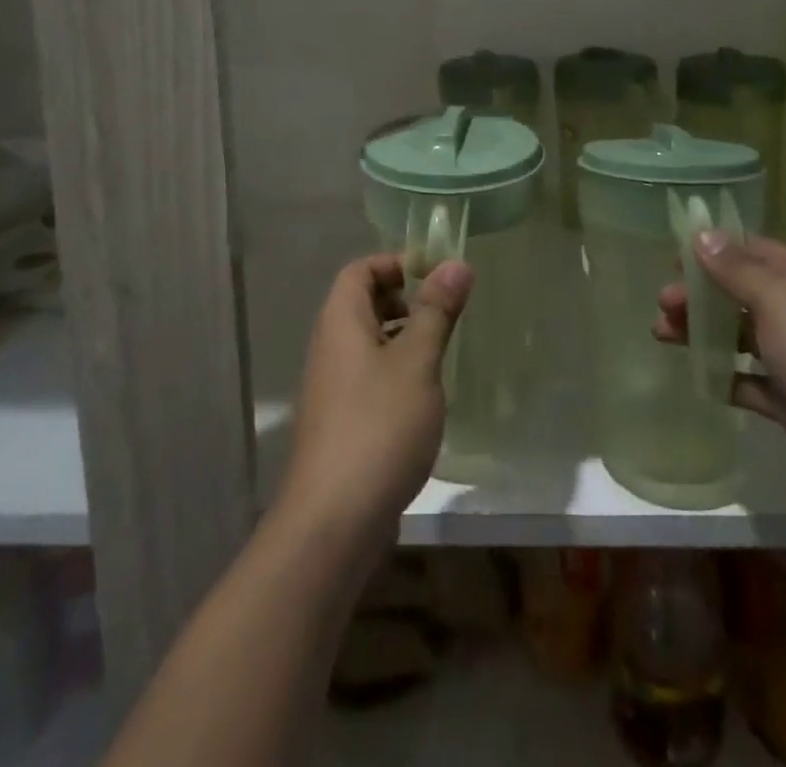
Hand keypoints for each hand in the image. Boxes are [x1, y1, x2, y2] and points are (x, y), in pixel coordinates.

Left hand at [276, 252, 472, 545]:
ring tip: (441, 351)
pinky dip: (395, 372)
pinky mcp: (340, 422)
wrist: (333, 521)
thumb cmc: (378, 426)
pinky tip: (424, 397)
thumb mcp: (417, 362)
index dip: (396, 263)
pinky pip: (368, 377)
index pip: (360, 269)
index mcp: (340, 322)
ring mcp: (331, 387)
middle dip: (404, 299)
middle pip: (362, 303)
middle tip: (445, 311)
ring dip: (403, 337)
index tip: (437, 274)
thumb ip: (436, 311)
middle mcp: (329, 347)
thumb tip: (456, 262)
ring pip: (368, 342)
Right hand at [653, 231, 785, 520]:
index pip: (749, 249)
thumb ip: (736, 269)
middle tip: (662, 304)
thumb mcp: (778, 301)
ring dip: (702, 333)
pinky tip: (698, 378)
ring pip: (739, 336)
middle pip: (738, 293)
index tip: (671, 257)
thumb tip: (703, 233)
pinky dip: (725, 377)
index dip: (710, 249)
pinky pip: (750, 382)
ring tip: (662, 335)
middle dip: (698, 294)